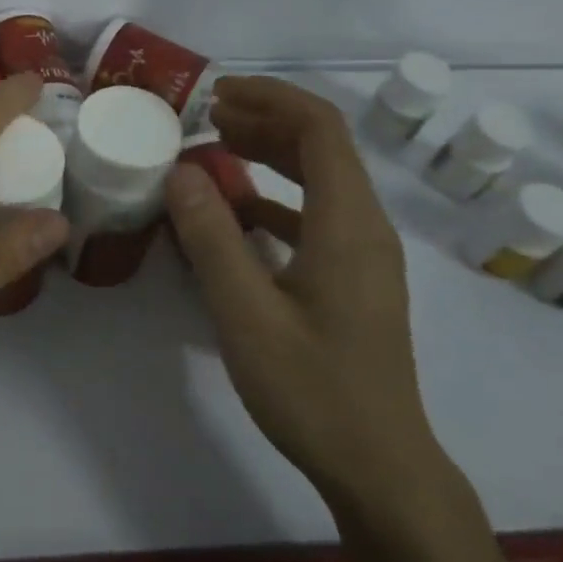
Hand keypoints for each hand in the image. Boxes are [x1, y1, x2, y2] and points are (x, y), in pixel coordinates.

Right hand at [166, 76, 456, 519]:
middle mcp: (365, 227)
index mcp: (348, 223)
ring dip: (270, 157)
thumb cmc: (313, 390)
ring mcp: (363, 255)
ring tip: (215, 152)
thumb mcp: (246, 314)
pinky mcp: (353, 281)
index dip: (270, 98)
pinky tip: (236, 217)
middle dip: (265, 121)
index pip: (319, 128)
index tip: (216, 94)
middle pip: (322, 147)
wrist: (379, 467)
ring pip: (319, 181)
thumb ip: (212, 238)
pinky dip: (274, 201)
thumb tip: (183, 172)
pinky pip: (315, 218)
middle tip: (206, 119)